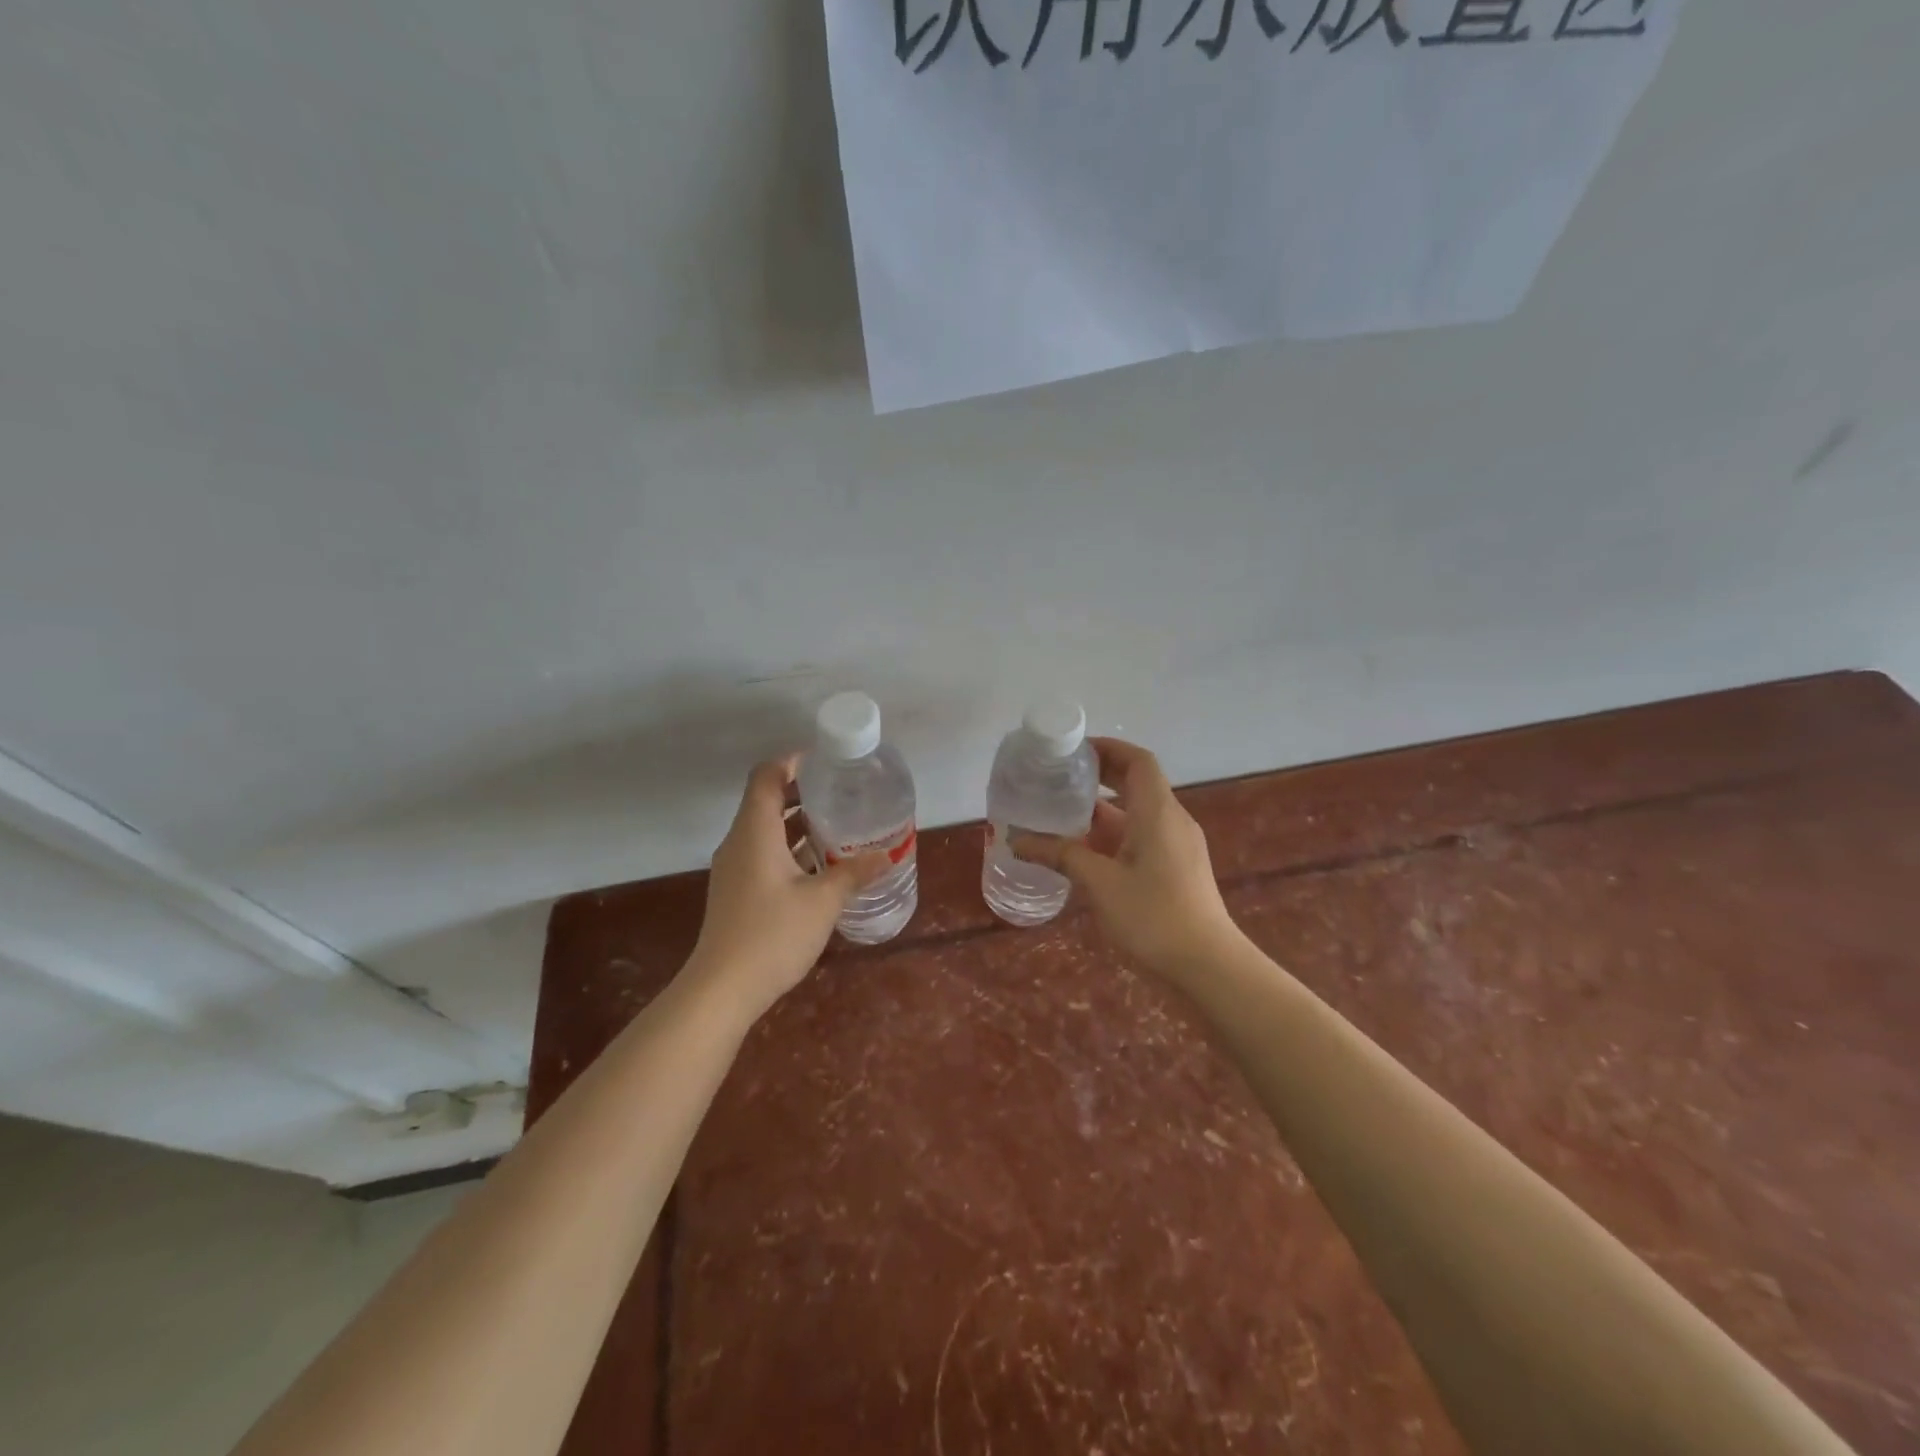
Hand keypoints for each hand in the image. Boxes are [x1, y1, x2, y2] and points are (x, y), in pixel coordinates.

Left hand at [688, 757, 887, 1018]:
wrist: (722, 989)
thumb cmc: (772, 935)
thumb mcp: (823, 901)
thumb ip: (854, 873)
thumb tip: (887, 854)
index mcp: (755, 832)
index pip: (766, 776)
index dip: (793, 762)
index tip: (826, 763)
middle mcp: (739, 842)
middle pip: (766, 800)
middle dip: (803, 792)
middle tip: (842, 793)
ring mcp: (734, 868)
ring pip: (765, 830)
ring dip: (798, 823)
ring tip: (838, 825)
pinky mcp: (737, 891)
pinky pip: (763, 853)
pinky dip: (790, 848)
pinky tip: (820, 865)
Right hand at [1013, 738, 1239, 979]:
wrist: (1207, 968)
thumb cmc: (1153, 917)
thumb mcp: (1100, 883)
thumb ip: (1061, 856)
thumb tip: (1017, 840)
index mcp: (1158, 812)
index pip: (1138, 760)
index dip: (1108, 748)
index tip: (1073, 752)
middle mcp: (1172, 821)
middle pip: (1137, 783)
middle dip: (1100, 776)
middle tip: (1059, 778)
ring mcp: (1177, 846)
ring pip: (1137, 814)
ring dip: (1102, 810)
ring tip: (1061, 813)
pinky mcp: (1176, 869)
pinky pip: (1141, 838)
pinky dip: (1113, 836)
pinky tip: (1082, 852)